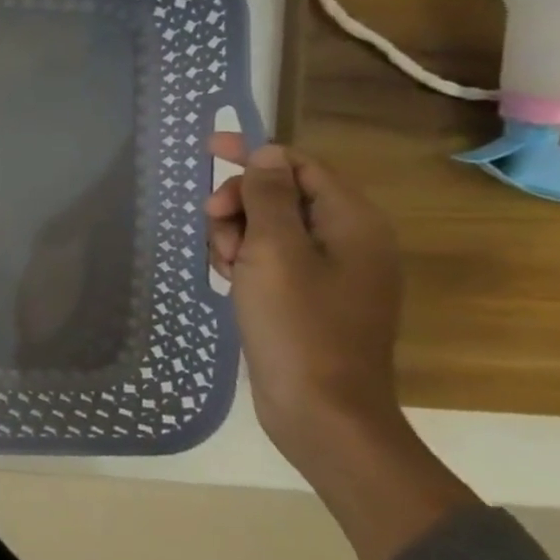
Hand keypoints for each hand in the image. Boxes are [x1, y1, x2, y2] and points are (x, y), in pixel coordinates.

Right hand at [204, 135, 403, 464]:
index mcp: (352, 223)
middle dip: (240, 203)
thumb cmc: (298, 324)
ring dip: (236, 234)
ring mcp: (330, 272)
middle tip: (212, 224)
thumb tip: (268, 155)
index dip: (255, 154)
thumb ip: (269, 197)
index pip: (301, 166)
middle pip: (282, 195)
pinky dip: (245, 260)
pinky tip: (230, 279)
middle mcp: (349, 241)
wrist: (321, 410)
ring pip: (270, 228)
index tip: (207, 149)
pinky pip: (271, 259)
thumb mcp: (274, 252)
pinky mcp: (309, 297)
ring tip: (225, 264)